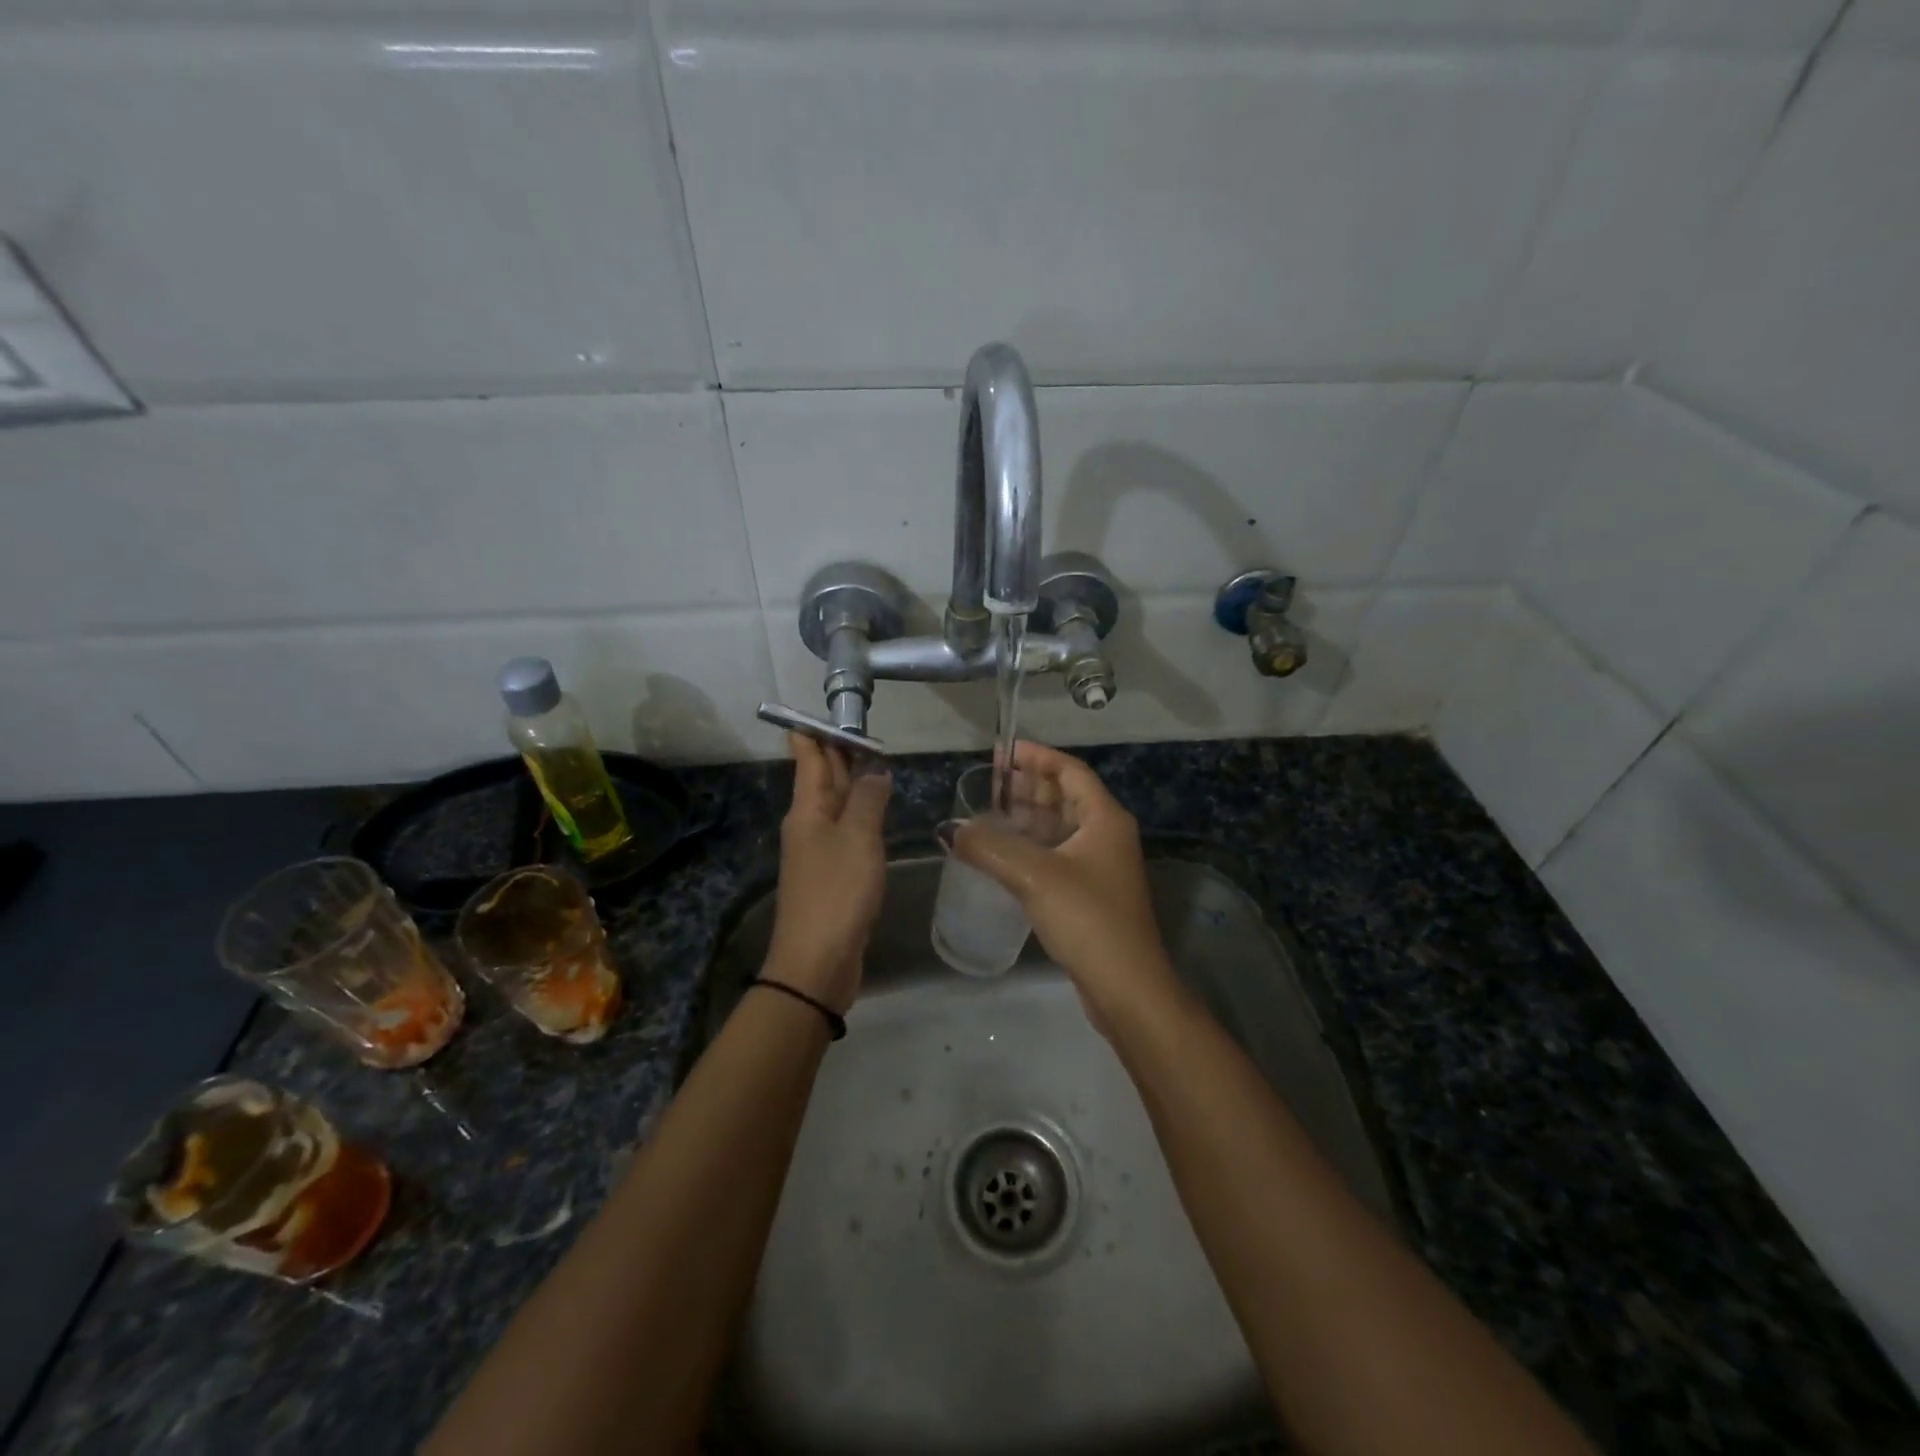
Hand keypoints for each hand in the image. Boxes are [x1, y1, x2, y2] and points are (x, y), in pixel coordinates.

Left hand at [765, 733, 891, 1012]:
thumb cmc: (837, 892)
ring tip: (874, 760)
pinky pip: (845, 830)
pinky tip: (875, 811)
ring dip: (851, 781)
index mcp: (807, 809)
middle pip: (821, 778)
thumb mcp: (858, 838)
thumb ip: (868, 799)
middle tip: (861, 727)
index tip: (830, 709)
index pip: (807, 756)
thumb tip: (875, 770)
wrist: (818, 961)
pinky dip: (859, 812)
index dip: (816, 731)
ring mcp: (818, 850)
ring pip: (835, 803)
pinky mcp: (832, 873)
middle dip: (838, 752)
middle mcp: (808, 823)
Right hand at [947, 742, 1178, 1029]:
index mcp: (1104, 818)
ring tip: (989, 812)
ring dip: (1028, 817)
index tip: (1004, 751)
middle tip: (989, 781)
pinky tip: (1003, 854)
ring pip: (1060, 827)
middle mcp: (1107, 835)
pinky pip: (1057, 854)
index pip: (1070, 771)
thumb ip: (989, 847)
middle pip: (1066, 797)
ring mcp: (1101, 866)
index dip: (1037, 757)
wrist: (1126, 987)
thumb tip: (950, 830)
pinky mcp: (1091, 894)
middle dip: (1028, 786)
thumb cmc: (1087, 918)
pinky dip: (1032, 846)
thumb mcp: (1034, 875)